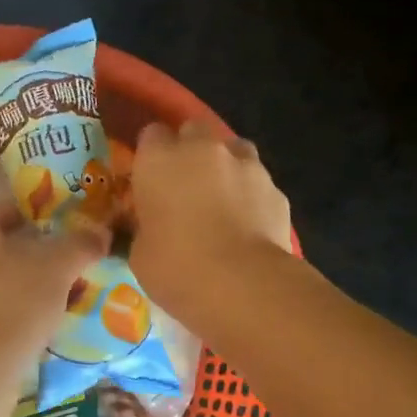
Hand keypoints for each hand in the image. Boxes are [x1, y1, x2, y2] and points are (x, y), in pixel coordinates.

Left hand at [0, 203, 107, 374]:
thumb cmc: (12, 305)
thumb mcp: (57, 269)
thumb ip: (80, 245)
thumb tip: (100, 232)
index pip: (8, 208)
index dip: (42, 216)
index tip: (70, 231)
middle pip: (1, 246)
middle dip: (37, 255)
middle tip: (71, 267)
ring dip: (26, 286)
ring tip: (61, 300)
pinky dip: (11, 312)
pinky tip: (37, 328)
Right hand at [128, 121, 291, 323]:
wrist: (243, 285)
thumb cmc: (177, 269)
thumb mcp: (140, 253)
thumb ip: (145, 227)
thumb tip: (151, 227)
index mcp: (159, 160)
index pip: (150, 135)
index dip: (150, 156)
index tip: (149, 180)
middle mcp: (203, 150)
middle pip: (193, 130)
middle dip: (188, 151)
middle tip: (184, 186)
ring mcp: (245, 165)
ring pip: (232, 149)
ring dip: (224, 166)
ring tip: (220, 200)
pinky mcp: (276, 189)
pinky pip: (258, 182)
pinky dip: (251, 196)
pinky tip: (247, 225)